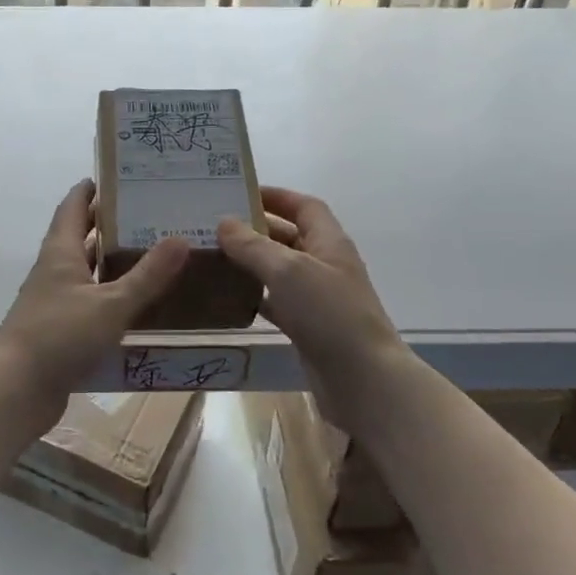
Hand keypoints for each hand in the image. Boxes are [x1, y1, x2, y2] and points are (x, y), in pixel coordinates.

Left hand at [0, 180, 189, 427]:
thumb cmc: (60, 336)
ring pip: (86, 272)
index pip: (73, 206)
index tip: (119, 177)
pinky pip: (88, 302)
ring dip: (111, 262)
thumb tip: (181, 238)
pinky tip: (136, 304)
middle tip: (150, 216)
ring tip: (152, 255)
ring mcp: (53, 301)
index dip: (91, 189)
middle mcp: (54, 271)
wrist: (16, 390)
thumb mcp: (111, 304)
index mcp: (60, 252)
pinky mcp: (58, 329)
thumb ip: (147, 275)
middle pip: (80, 237)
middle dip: (110, 224)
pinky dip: (109, 295)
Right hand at [218, 188, 409, 434]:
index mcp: (329, 242)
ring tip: (212, 257)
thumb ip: (253, 246)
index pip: (304, 205)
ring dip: (251, 262)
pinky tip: (227, 296)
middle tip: (213, 226)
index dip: (275, 196)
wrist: (363, 381)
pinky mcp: (308, 326)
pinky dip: (255, 295)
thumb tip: (224, 222)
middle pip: (288, 236)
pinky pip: (277, 301)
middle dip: (255, 229)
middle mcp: (325, 264)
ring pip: (279, 270)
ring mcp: (317, 297)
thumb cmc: (329, 314)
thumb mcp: (287, 271)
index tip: (239, 193)